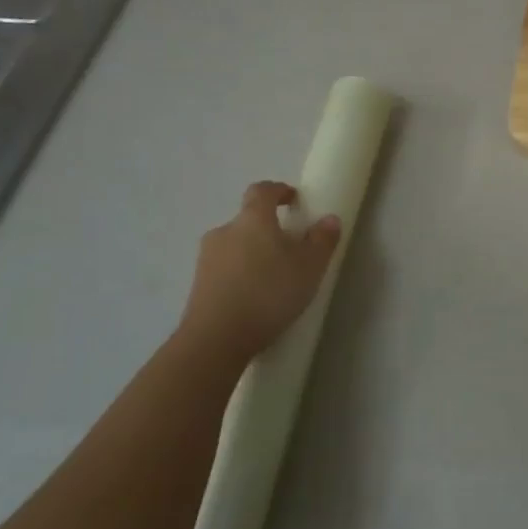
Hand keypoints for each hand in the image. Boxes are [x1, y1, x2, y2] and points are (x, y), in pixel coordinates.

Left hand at [177, 182, 341, 362]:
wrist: (217, 338)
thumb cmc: (269, 292)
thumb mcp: (310, 266)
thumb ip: (322, 240)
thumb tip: (329, 219)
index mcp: (252, 219)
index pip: (262, 191)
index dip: (278, 191)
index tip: (293, 199)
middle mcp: (225, 231)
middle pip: (248, 220)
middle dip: (268, 229)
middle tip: (290, 248)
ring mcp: (206, 258)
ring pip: (236, 246)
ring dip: (253, 253)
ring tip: (273, 278)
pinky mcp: (198, 284)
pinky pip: (225, 269)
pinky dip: (240, 274)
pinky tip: (255, 297)